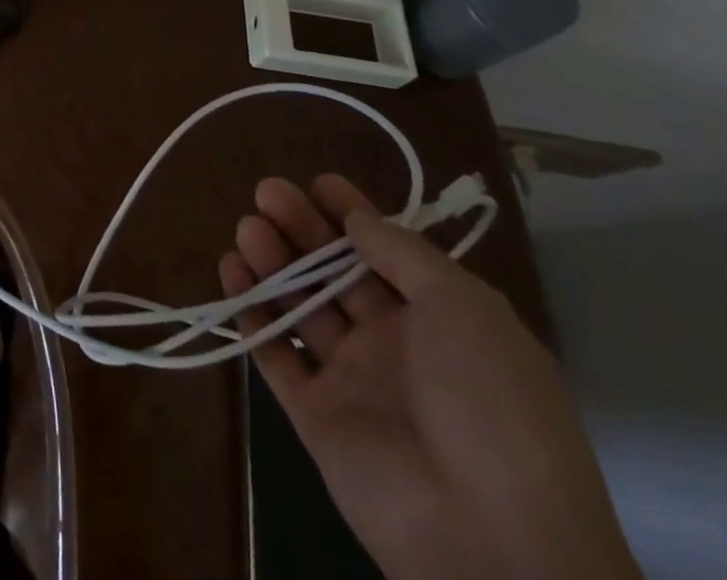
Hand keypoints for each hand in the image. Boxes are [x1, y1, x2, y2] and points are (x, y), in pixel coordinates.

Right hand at [222, 176, 638, 579]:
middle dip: (303, 228)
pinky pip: (276, 355)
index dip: (353, 214)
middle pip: (336, 272)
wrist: (494, 543)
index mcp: (442, 322)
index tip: (317, 183)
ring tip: (247, 228)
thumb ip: (404, 255)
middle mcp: (395, 345)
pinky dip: (252, 316)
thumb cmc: (492, 406)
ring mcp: (354, 381)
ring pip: (302, 307)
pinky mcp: (316, 417)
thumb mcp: (466, 310)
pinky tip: (232, 276)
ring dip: (274, 264)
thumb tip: (357, 218)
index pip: (386, 252)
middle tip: (267, 192)